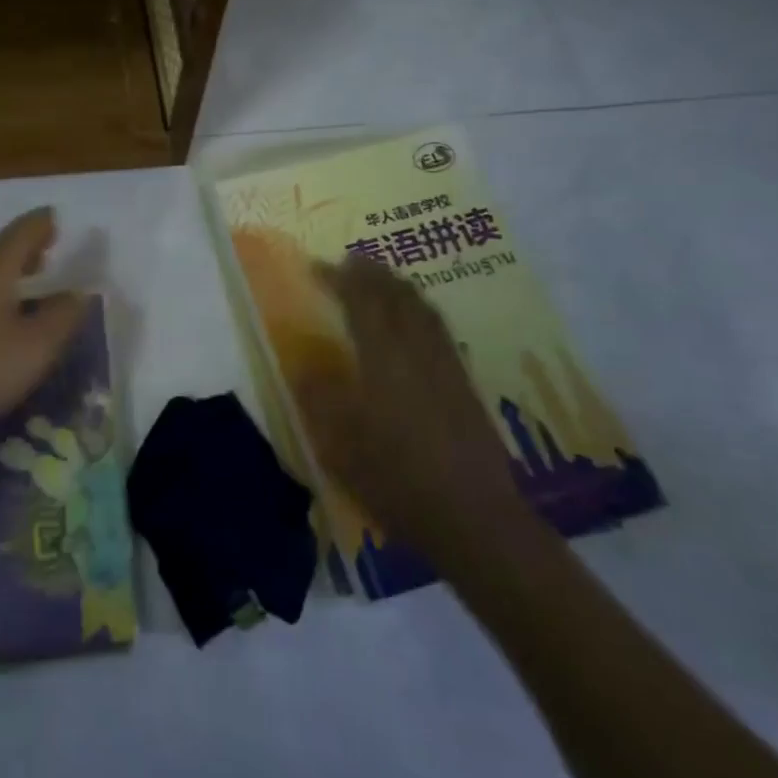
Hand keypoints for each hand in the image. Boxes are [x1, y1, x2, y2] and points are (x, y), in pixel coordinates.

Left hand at [0, 208, 88, 446]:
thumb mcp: (37, 346)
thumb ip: (63, 315)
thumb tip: (78, 293)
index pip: (19, 234)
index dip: (41, 224)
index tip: (58, 216)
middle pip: (1, 251)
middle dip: (28, 244)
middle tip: (54, 242)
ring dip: (15, 269)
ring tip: (39, 273)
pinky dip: (3, 293)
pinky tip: (12, 315)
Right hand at [296, 257, 530, 558]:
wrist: (472, 516)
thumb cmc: (395, 479)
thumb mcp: (339, 445)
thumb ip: (319, 398)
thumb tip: (304, 365)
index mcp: (383, 359)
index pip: (360, 302)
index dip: (338, 279)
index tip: (316, 266)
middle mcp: (417, 351)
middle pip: (397, 296)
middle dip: (372, 273)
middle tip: (351, 261)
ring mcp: (447, 365)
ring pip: (423, 309)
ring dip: (399, 286)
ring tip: (383, 278)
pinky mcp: (465, 384)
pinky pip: (440, 329)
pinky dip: (421, 310)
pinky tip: (418, 320)